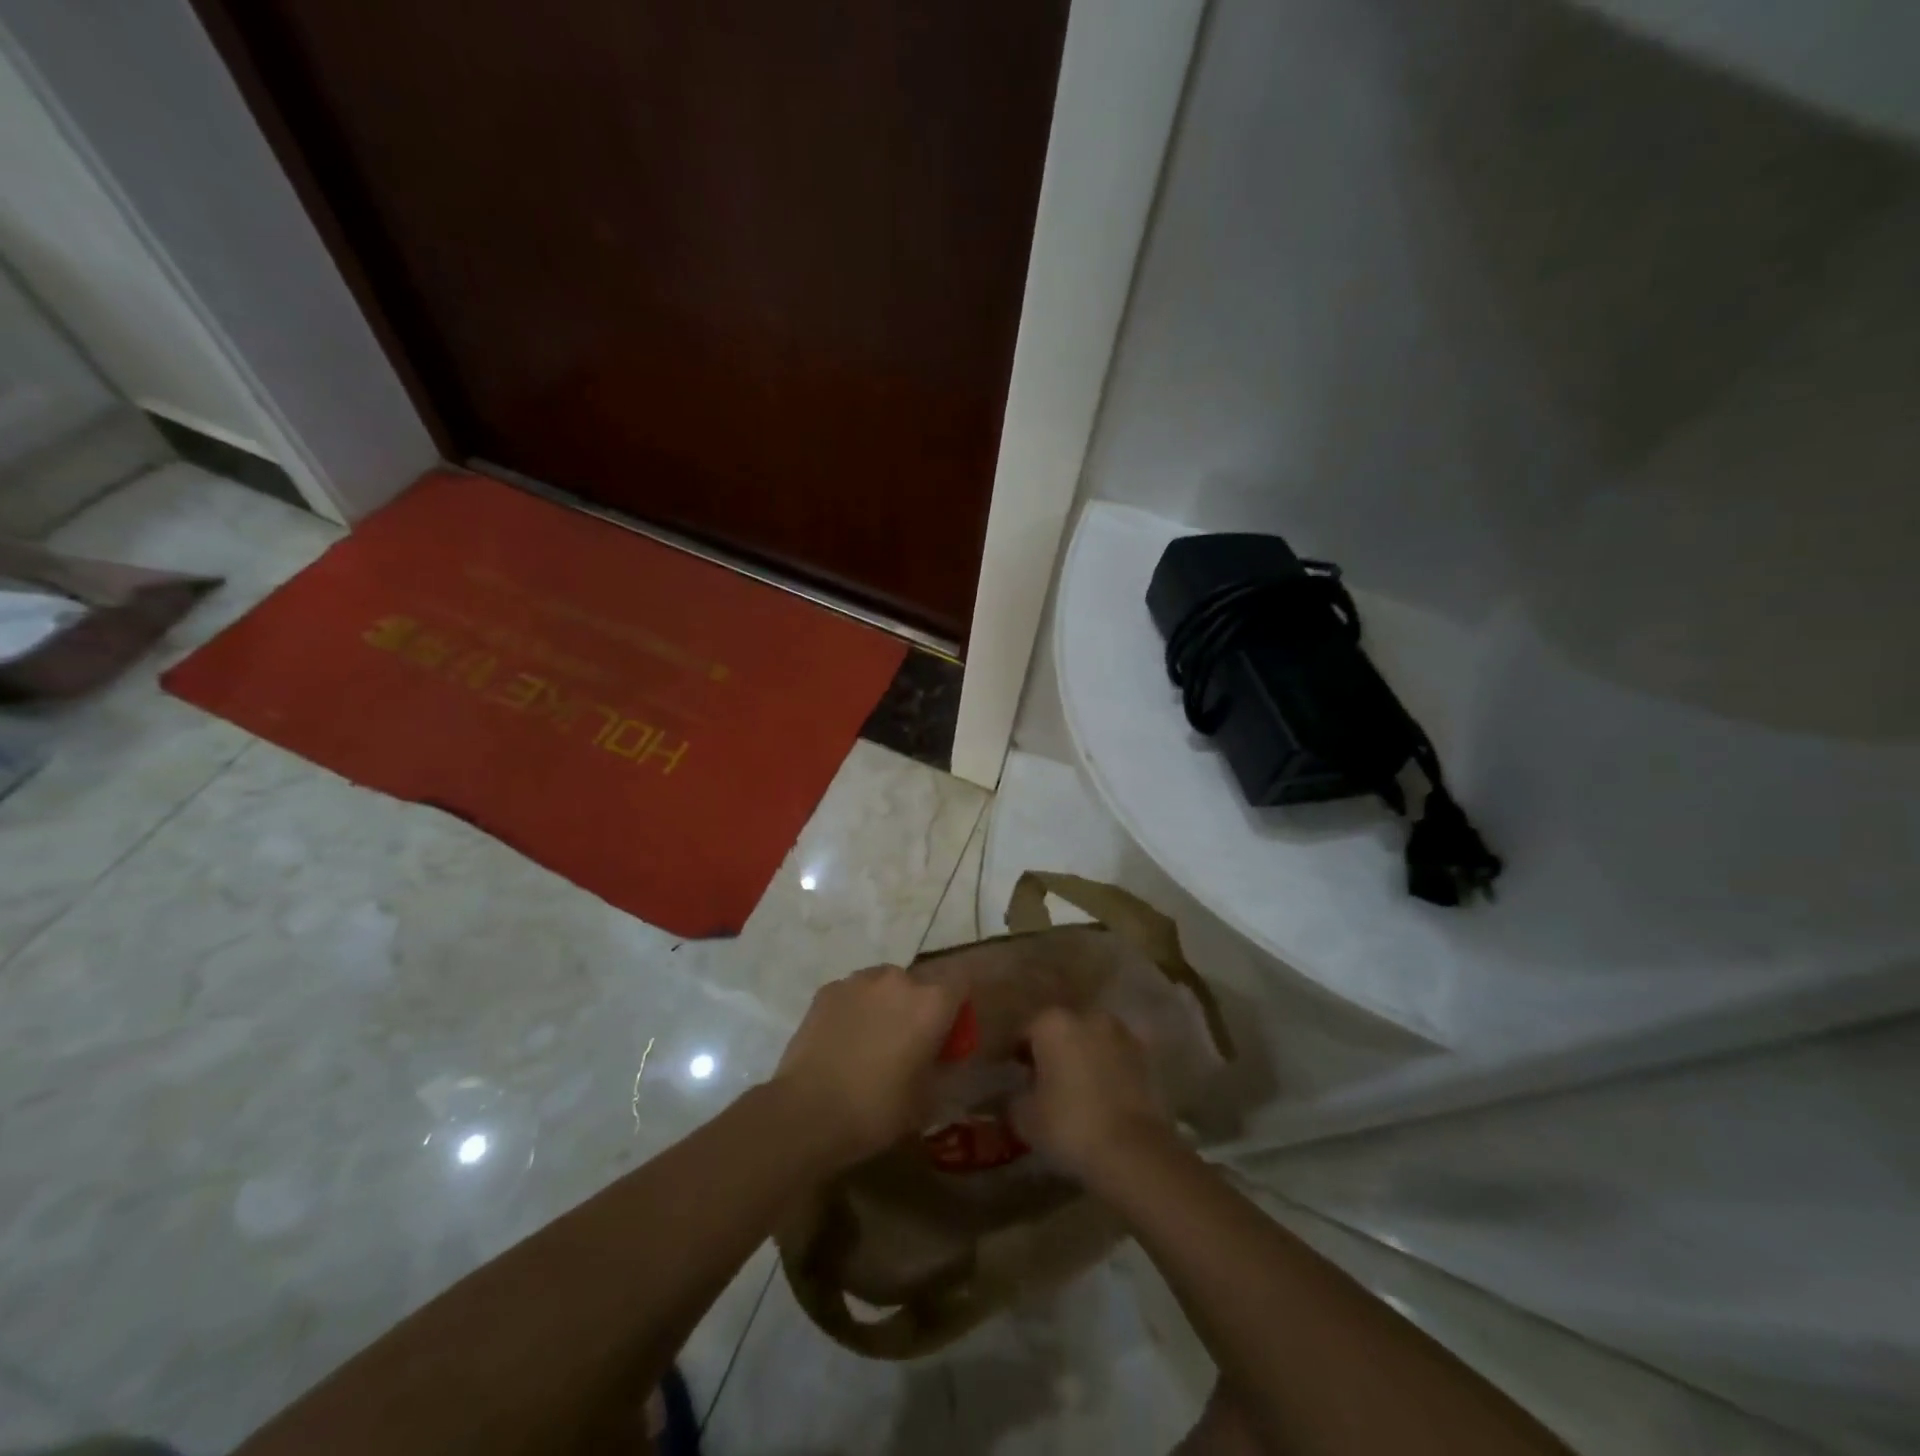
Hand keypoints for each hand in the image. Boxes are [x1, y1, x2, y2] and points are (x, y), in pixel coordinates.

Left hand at [774, 965, 959, 1169]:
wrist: (808, 1112)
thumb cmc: (878, 1109)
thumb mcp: (927, 1100)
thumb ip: (943, 1068)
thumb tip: (945, 1057)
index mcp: (931, 1002)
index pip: (961, 983)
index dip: (958, 1008)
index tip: (949, 1035)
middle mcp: (898, 979)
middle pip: (920, 984)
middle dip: (918, 1007)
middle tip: (908, 1044)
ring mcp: (859, 980)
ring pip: (884, 985)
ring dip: (885, 1004)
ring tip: (871, 1041)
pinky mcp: (827, 990)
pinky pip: (853, 994)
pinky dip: (855, 1009)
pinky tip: (843, 1041)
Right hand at [1013, 1008, 1176, 1185]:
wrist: (1133, 1150)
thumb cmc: (1069, 1125)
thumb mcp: (1024, 1118)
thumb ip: (1014, 1099)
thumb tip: (1015, 1095)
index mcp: (1052, 1022)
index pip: (1024, 1031)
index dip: (1013, 1053)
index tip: (1008, 1073)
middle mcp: (1087, 1016)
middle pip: (1060, 1031)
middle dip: (1050, 1051)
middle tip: (1041, 1081)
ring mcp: (1121, 1034)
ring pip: (1090, 1042)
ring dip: (1081, 1057)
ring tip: (1073, 1090)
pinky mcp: (1145, 1057)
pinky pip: (1114, 1059)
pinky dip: (1105, 1071)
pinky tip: (1100, 1097)